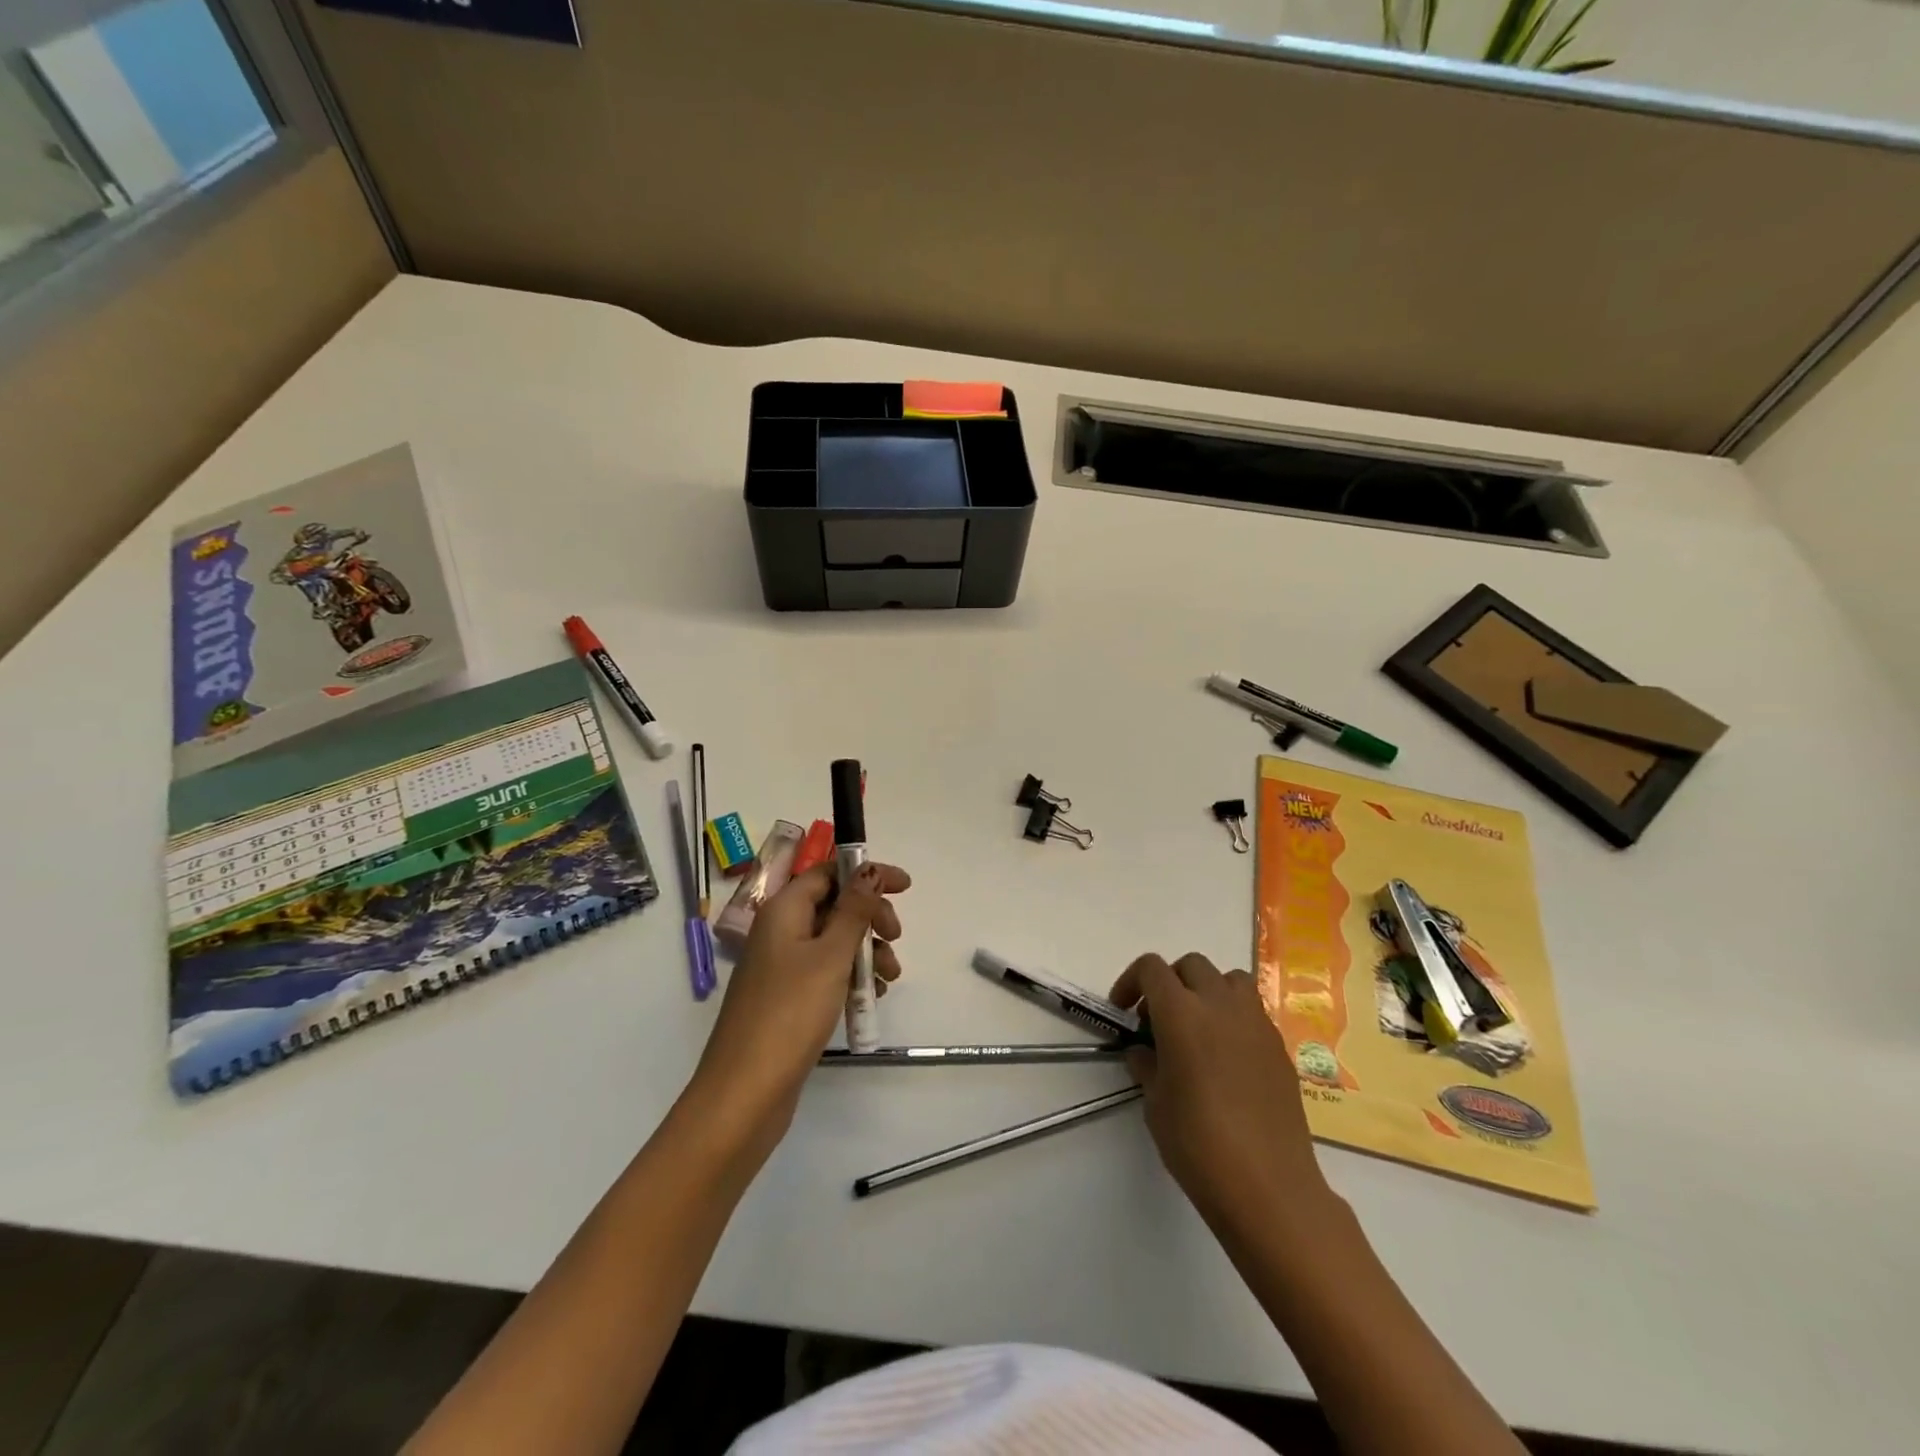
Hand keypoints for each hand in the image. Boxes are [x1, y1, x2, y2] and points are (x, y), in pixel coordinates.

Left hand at [689, 863, 909, 1144]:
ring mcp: (782, 967)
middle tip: (895, 937)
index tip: (904, 886)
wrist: (745, 1092)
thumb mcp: (830, 956)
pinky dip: (851, 976)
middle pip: (833, 906)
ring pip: (834, 941)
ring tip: (889, 979)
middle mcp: (779, 931)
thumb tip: (868, 870)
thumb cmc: (790, 1013)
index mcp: (783, 911)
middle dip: (870, 917)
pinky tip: (871, 997)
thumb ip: (854, 911)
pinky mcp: (788, 998)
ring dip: (867, 951)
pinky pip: (827, 971)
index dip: (866, 874)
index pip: (828, 873)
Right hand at [1110, 953, 1332, 1234]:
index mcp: (1181, 1013)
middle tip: (1158, 1021)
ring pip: (1229, 979)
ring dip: (1207, 990)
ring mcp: (1255, 1023)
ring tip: (1197, 1027)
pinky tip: (1226, 1057)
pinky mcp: (1279, 1046)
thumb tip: (1143, 1051)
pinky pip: (1252, 1011)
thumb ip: (1146, 1065)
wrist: (1268, 1186)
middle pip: (1191, 965)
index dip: (1131, 982)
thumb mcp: (1155, 1104)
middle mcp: (1220, 1004)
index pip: (1152, 968)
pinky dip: (1233, 1017)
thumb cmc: (1199, 1144)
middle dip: (1169, 983)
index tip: (1124, 1011)